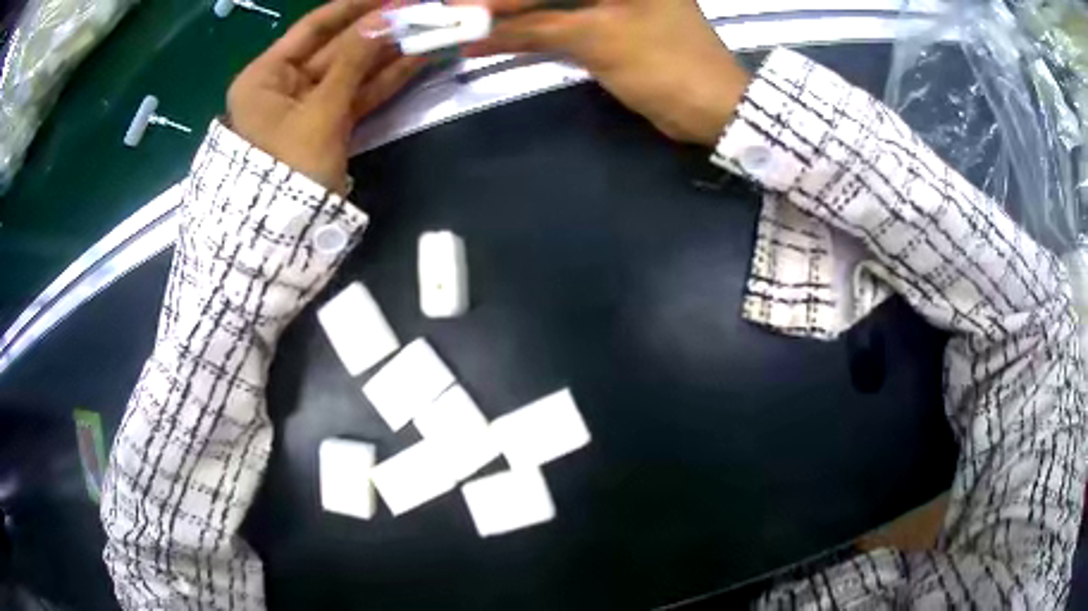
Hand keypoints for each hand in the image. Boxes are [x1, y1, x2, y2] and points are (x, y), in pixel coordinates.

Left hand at [227, 0, 424, 192]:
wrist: (282, 238)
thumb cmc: (288, 170)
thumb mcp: (319, 112)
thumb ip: (352, 62)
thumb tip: (385, 19)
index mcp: (266, 75)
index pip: (313, 27)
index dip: (352, 7)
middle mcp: (285, 84)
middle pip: (338, 47)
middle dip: (379, 30)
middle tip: (421, 11)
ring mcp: (309, 105)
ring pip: (354, 70)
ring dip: (390, 53)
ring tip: (429, 30)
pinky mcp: (329, 125)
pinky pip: (359, 95)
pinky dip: (386, 80)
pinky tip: (418, 59)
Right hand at [463, 0, 750, 146]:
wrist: (710, 108)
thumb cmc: (663, 63)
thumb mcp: (596, 38)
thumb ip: (532, 27)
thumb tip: (472, 30)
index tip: (460, 6)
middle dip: (500, 5)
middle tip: (455, 14)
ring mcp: (609, 1)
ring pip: (548, 4)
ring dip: (508, 17)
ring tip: (464, 27)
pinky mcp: (605, 23)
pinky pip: (557, 20)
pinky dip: (527, 32)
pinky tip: (491, 40)